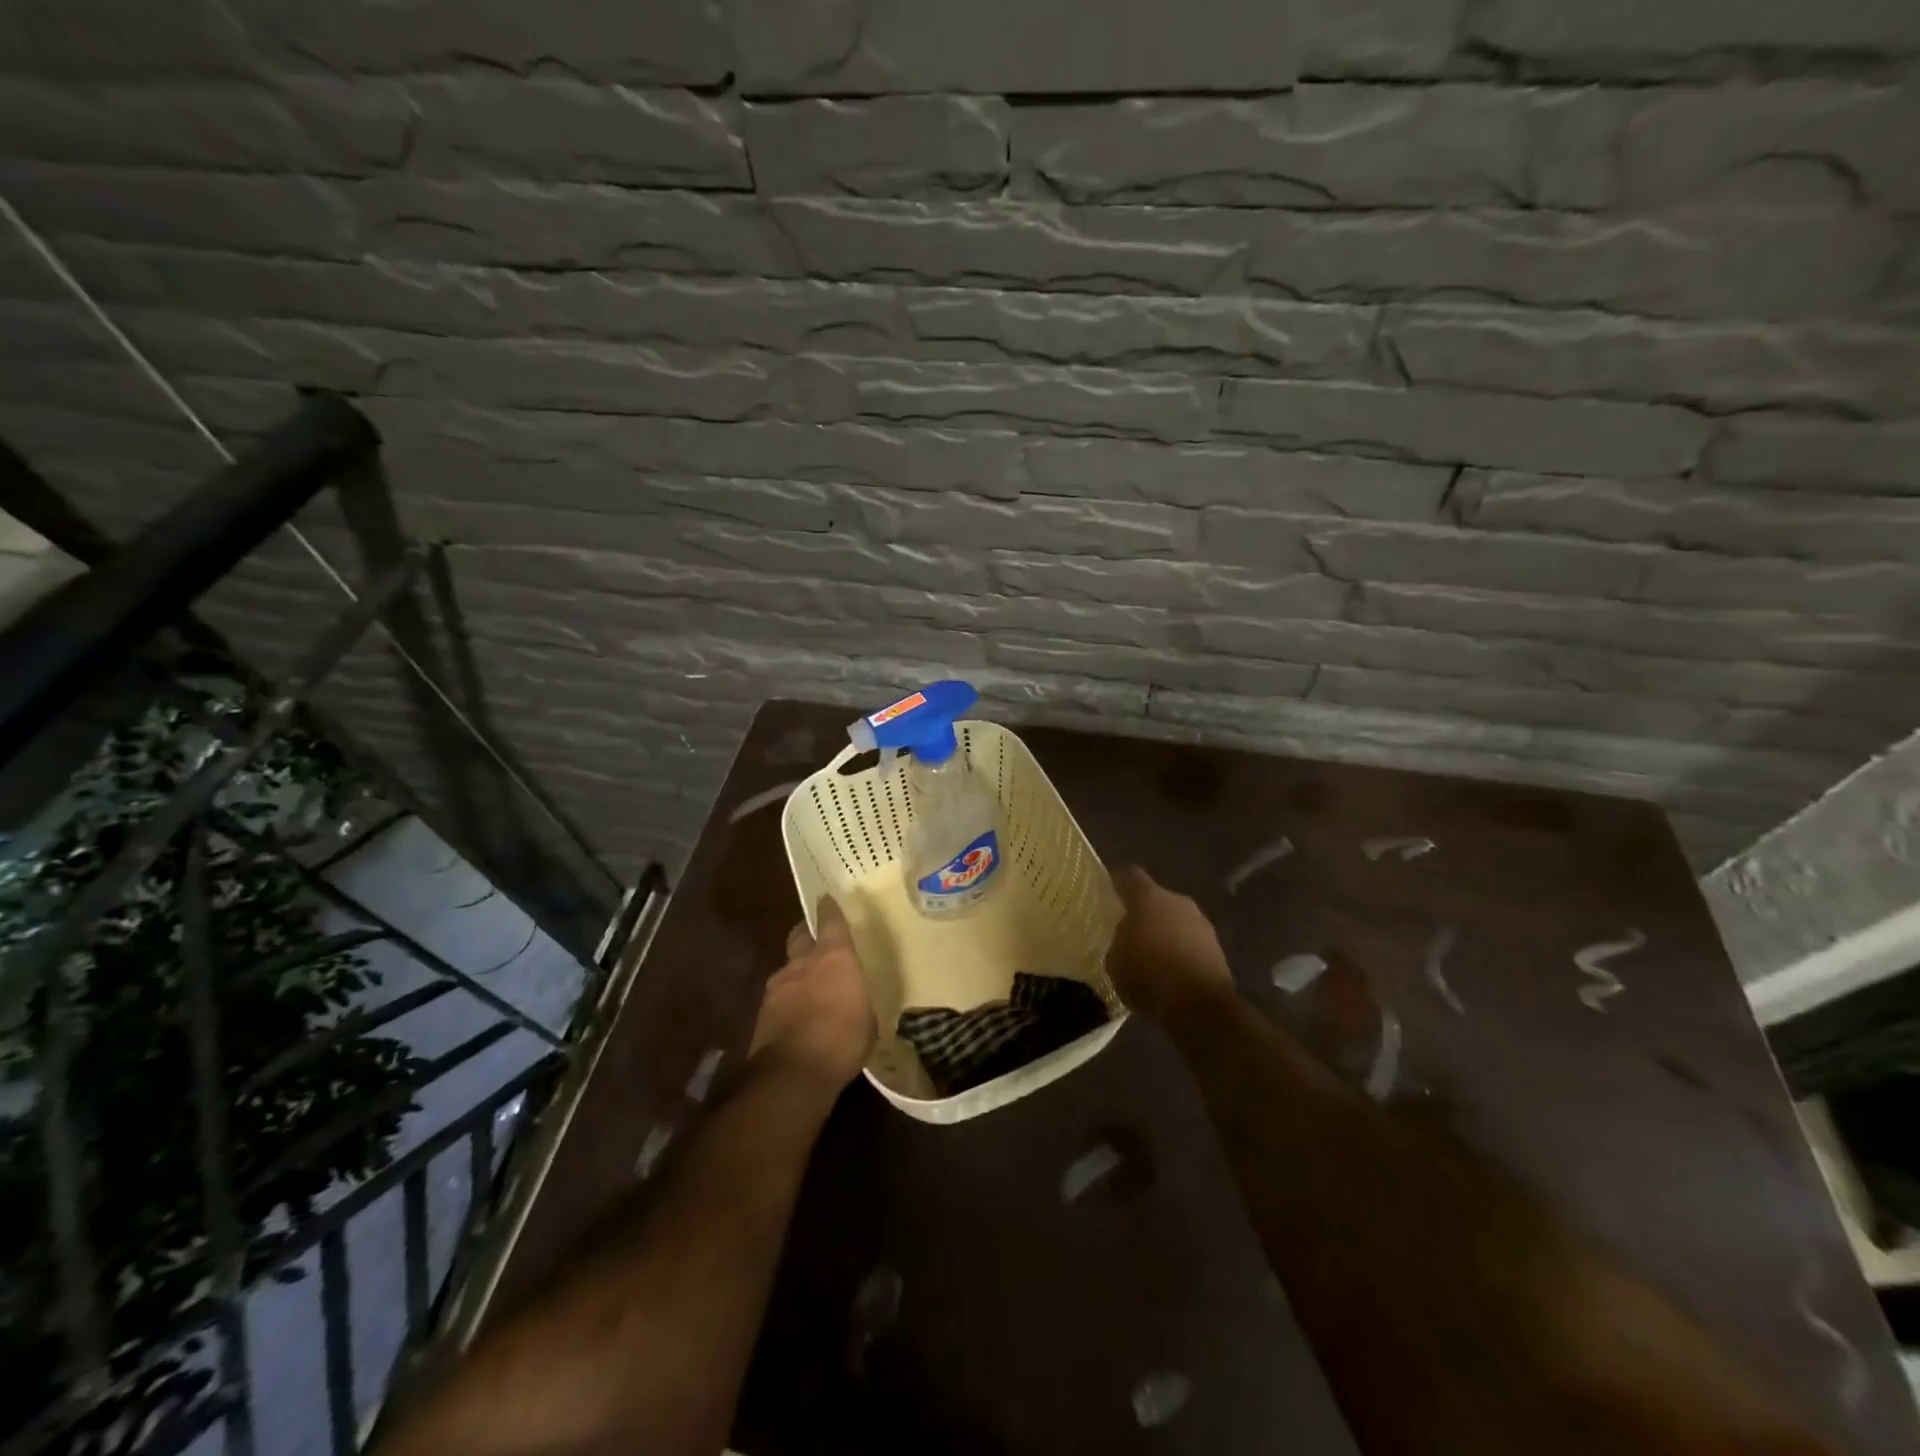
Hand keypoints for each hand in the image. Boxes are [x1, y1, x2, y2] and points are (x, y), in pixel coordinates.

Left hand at [751, 896, 876, 1090]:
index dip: (829, 908)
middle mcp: (802, 962)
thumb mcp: (868, 1018)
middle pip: (799, 936)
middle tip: (817, 943)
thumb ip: (858, 998)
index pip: (830, 920)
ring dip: (797, 973)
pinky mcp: (762, 1012)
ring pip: (787, 968)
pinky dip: (787, 1000)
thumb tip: (855, 998)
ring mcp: (778, 986)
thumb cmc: (843, 1040)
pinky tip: (797, 1017)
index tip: (827, 899)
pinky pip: (778, 996)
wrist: (793, 1073)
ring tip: (809, 989)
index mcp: (834, 956)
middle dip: (806, 935)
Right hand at [1104, 865, 1234, 1021]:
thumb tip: (1124, 939)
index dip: (1117, 881)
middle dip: (1143, 912)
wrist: (1200, 1006)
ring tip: (1150, 955)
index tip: (1108, 891)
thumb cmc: (1149, 976)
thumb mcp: (1115, 962)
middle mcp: (1177, 901)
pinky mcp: (1216, 947)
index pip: (1129, 875)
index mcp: (1148, 897)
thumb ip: (1118, 942)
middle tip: (1129, 931)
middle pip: (1155, 898)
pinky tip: (1170, 971)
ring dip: (1164, 932)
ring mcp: (1201, 922)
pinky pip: (1190, 941)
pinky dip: (1180, 950)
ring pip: (1175, 919)